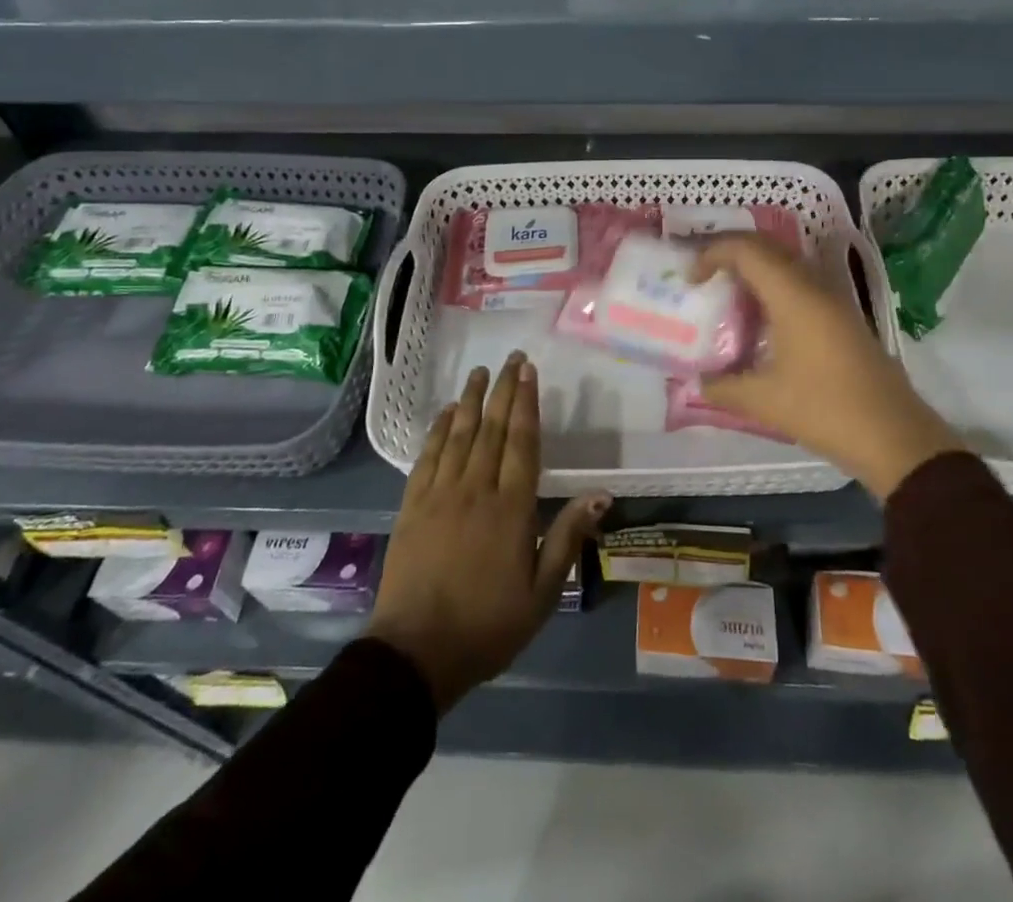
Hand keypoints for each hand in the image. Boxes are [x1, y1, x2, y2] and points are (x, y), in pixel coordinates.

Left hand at [367, 352, 610, 712]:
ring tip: (479, 372)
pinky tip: (446, 413)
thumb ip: (568, 537)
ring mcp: (440, 494)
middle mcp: (476, 489)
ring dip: (470, 400)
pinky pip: (427, 456)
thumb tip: (601, 494)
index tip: (529, 372)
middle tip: (511, 359)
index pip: (522, 442)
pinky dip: (438, 430)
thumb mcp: (542, 593)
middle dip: (503, 389)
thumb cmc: (487, 626)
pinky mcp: (412, 505)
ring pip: (459, 435)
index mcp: (511, 508)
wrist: (415, 653)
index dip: (526, 403)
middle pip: (491, 428)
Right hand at [697, 235, 963, 498]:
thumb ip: (722, 387)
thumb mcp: (764, 402)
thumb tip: (695, 382)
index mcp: (794, 296)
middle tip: (702, 274)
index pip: (748, 250)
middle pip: (767, 247)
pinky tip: (759, 317)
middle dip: (730, 252)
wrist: (895, 437)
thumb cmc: (826, 410)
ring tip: (725, 291)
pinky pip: (799, 282)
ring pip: (786, 263)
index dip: (713, 252)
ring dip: (753, 267)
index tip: (690, 277)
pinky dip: (772, 285)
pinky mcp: (843, 317)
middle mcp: (815, 286)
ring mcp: (833, 299)